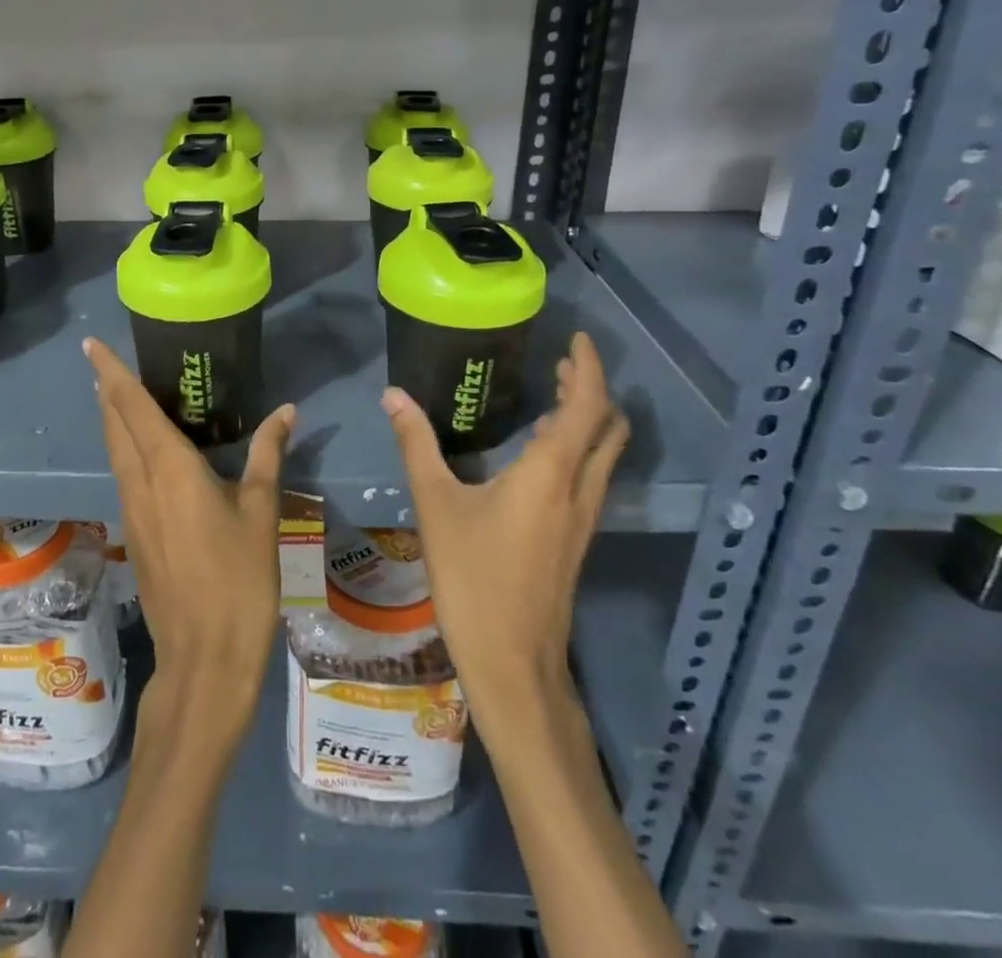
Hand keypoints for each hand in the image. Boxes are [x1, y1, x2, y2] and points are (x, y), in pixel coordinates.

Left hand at [84, 338, 294, 753]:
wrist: (204, 657)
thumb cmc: (239, 578)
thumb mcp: (262, 510)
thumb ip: (267, 453)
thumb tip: (286, 410)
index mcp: (168, 467)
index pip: (131, 405)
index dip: (110, 371)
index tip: (91, 344)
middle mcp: (139, 481)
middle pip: (113, 424)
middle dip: (107, 390)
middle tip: (106, 362)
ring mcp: (130, 509)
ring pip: (113, 450)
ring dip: (111, 419)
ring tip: (117, 395)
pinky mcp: (133, 532)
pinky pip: (122, 474)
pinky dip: (122, 448)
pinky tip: (141, 451)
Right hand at [382, 332, 628, 722]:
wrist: (513, 662)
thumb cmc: (473, 577)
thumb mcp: (435, 504)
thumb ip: (416, 444)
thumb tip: (393, 395)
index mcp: (550, 474)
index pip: (588, 406)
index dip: (589, 368)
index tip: (575, 340)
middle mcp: (578, 490)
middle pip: (609, 427)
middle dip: (591, 389)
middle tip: (561, 365)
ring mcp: (583, 517)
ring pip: (603, 453)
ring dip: (588, 418)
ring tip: (554, 396)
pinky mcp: (576, 538)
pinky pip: (591, 475)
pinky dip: (578, 447)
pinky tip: (540, 452)